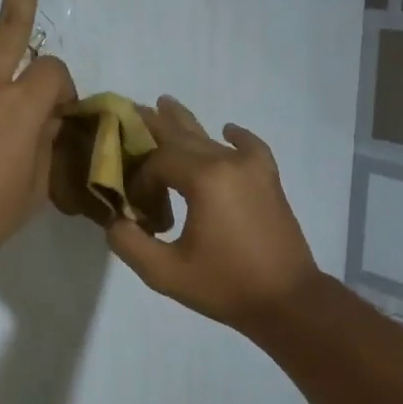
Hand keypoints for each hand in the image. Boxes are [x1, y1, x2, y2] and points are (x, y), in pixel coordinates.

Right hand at [106, 96, 320, 333]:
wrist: (287, 300)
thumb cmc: (225, 286)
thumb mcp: (165, 273)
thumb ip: (130, 243)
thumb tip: (115, 220)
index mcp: (204, 179)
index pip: (158, 161)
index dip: (139, 180)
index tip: (136, 209)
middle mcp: (229, 162)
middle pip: (183, 135)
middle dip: (154, 125)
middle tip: (131, 109)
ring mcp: (253, 168)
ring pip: (211, 138)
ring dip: (186, 124)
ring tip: (165, 103)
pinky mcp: (269, 180)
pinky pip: (250, 147)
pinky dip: (235, 137)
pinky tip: (228, 129)